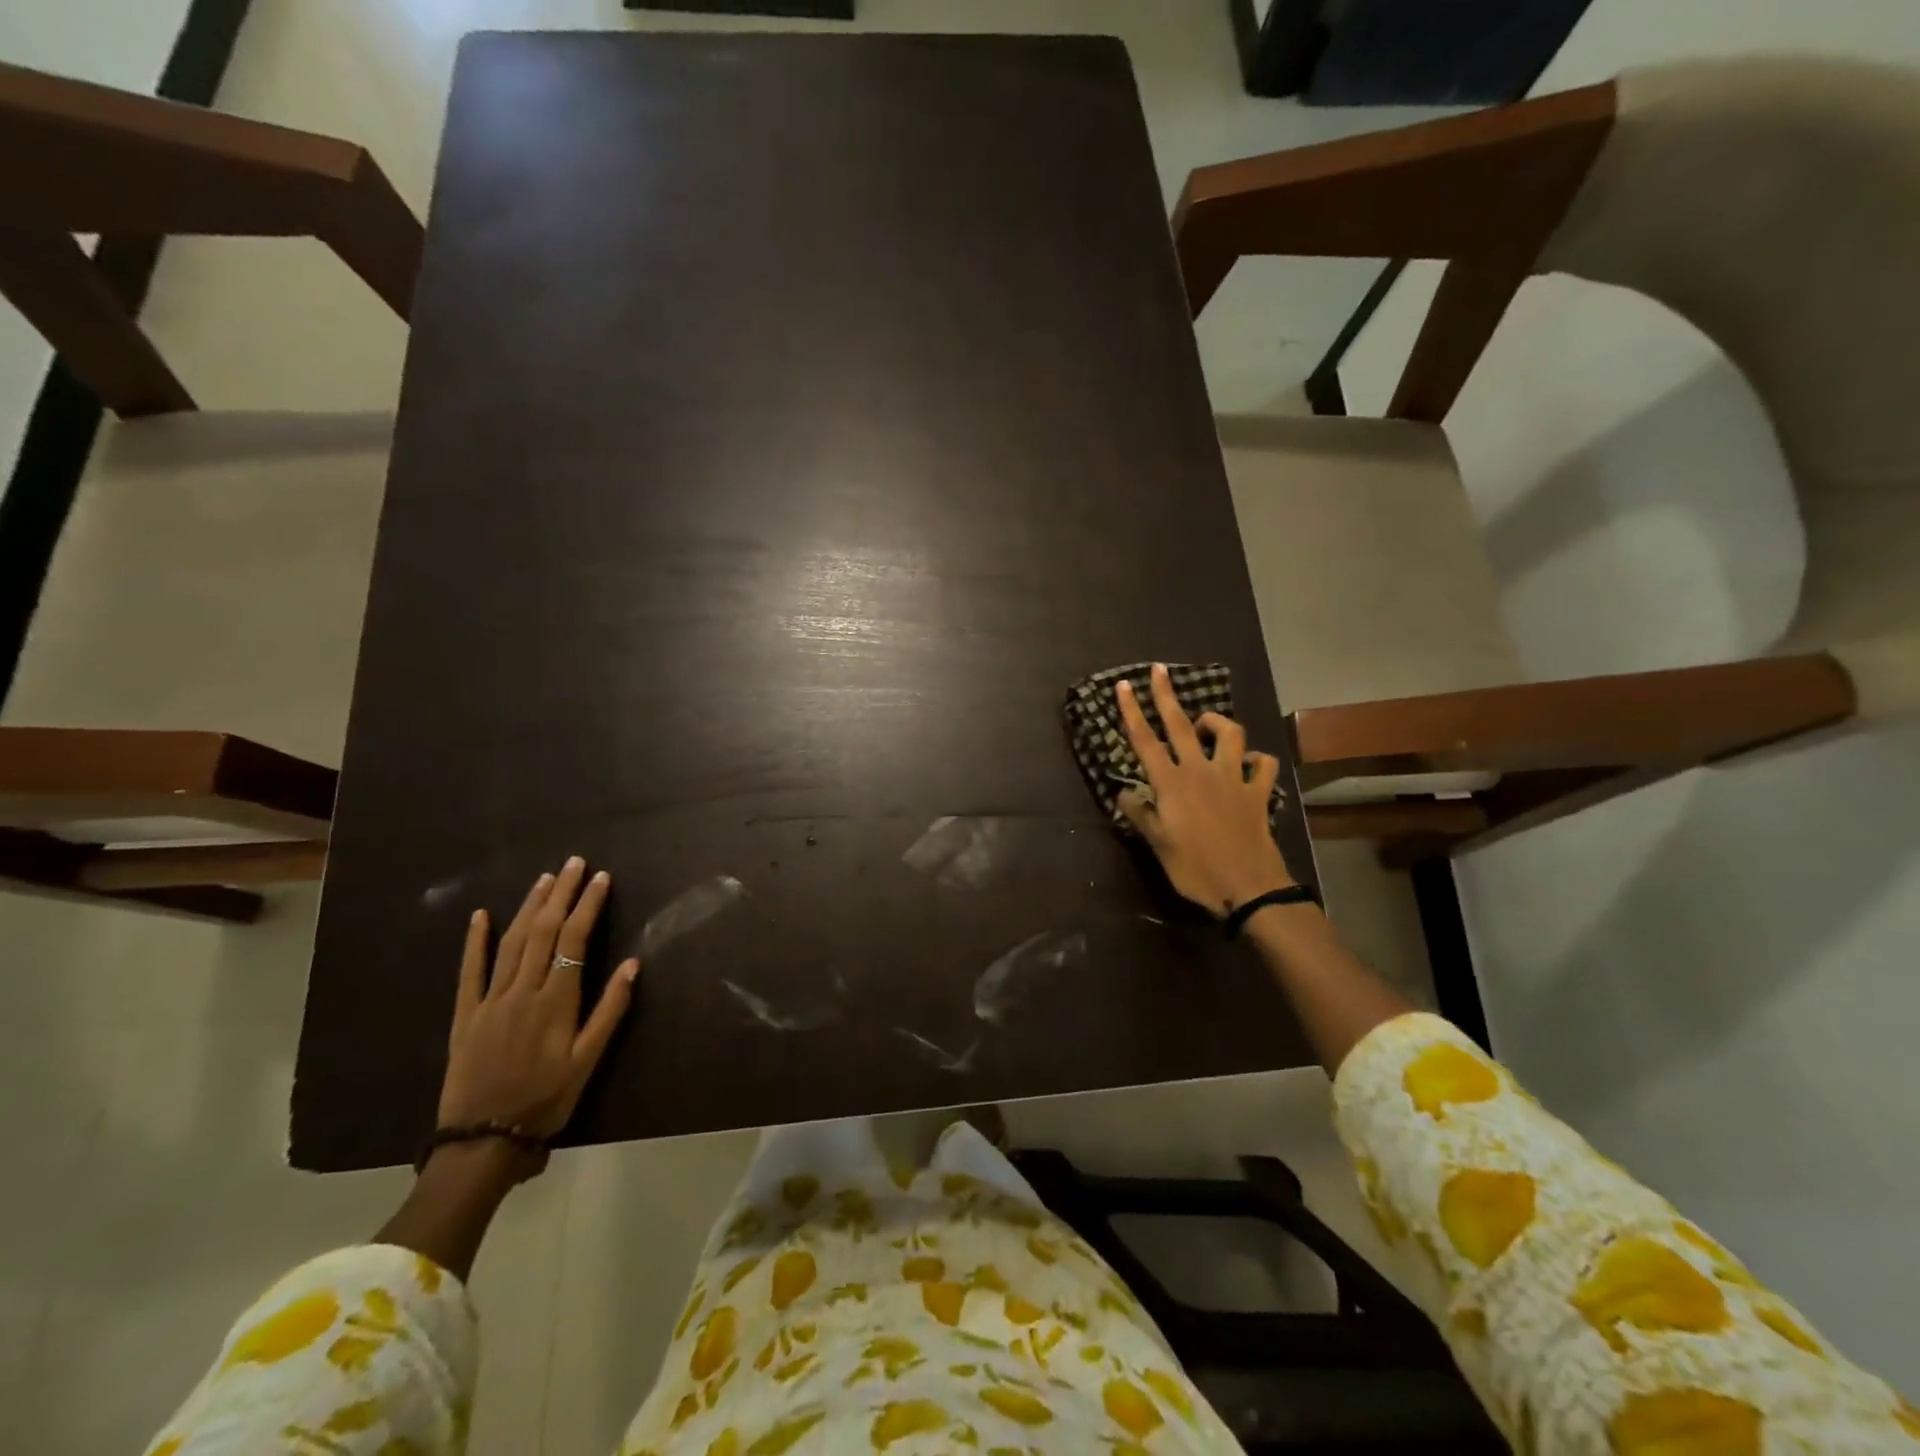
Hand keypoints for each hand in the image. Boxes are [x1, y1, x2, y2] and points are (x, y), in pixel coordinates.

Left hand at [439, 857, 638, 1142]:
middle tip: (575, 863)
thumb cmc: (545, 1100)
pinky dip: (475, 941)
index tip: (601, 878)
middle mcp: (521, 991)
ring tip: (545, 879)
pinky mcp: (465, 1015)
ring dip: (529, 907)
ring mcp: (489, 1001)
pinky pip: (469, 971)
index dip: (588, 906)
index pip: (573, 940)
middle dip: (561, 894)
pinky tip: (481, 915)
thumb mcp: (587, 1061)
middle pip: (543, 932)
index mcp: (555, 1001)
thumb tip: (631, 965)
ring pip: (511, 943)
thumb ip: (609, 1010)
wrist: (482, 1141)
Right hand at [1116, 663, 1293, 917]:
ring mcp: (1233, 778)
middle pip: (1181, 725)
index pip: (1145, 741)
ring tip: (1205, 725)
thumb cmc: (1195, 868)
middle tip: (1158, 670)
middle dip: (1166, 695)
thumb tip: (1123, 793)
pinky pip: (1262, 764)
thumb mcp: (1158, 845)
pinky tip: (1248, 763)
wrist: (1248, 888)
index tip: (1122, 686)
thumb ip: (1140, 814)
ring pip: (1229, 734)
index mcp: (1171, 783)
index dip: (1132, 712)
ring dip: (1216, 722)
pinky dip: (1256, 759)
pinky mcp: (1258, 792)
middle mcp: (1200, 771)